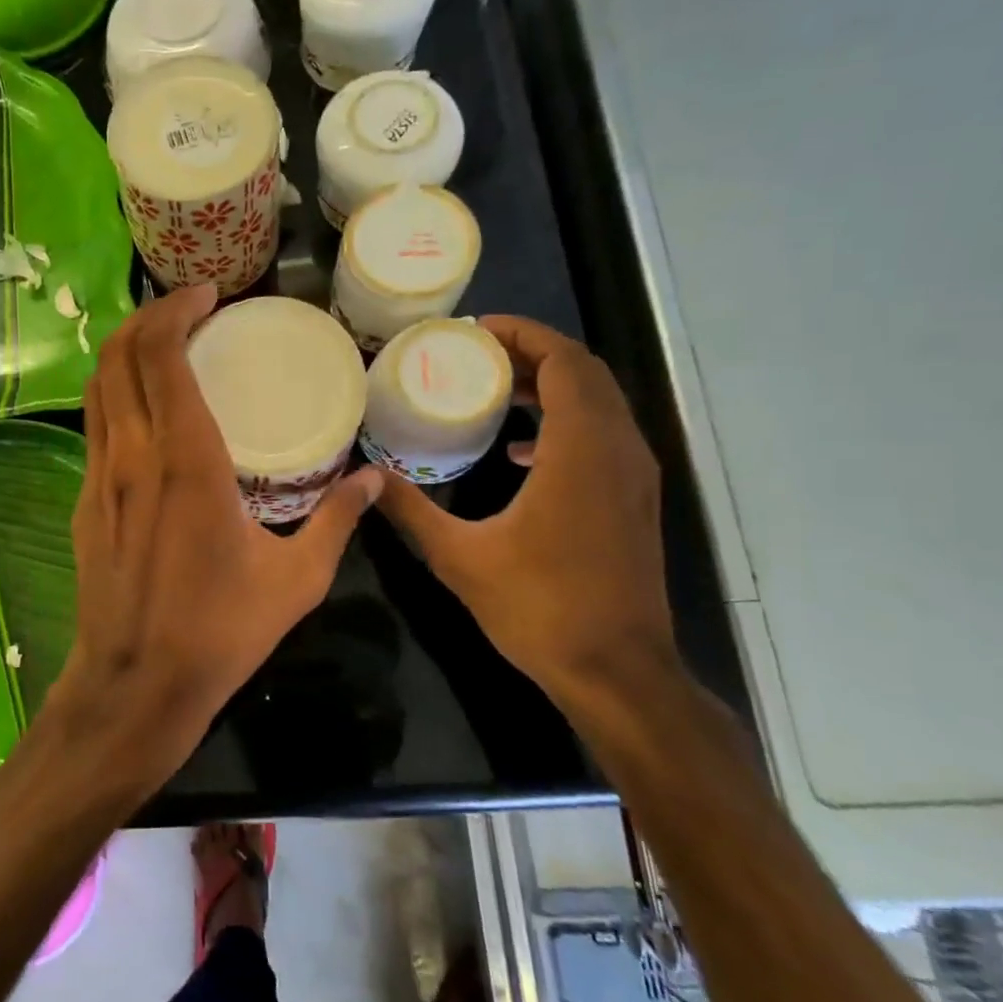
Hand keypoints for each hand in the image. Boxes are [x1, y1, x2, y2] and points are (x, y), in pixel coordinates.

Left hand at [53, 286, 384, 794]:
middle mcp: (133, 454)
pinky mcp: (83, 501)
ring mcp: (99, 476)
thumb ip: (336, 520)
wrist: (134, 684)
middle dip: (148, 315)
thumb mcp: (296, 579)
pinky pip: (95, 424)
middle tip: (189, 308)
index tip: (207, 294)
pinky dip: (116, 393)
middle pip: (118, 355)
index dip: (177, 310)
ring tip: (166, 344)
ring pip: (97, 386)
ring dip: (126, 351)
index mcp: (187, 460)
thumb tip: (374, 480)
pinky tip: (147, 409)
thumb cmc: (219, 632)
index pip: (162, 355)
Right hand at [378, 316, 674, 701]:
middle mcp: (618, 451)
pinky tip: (517, 451)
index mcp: (580, 451)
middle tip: (476, 354)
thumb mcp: (460, 557)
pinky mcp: (633, 501)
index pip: (565, 363)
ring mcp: (633, 477)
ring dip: (550, 386)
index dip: (524, 335)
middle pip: (585, 374)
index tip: (477, 330)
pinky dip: (564, 423)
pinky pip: (602, 436)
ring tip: (493, 389)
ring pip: (598, 404)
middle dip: (533, 354)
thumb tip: (369, 476)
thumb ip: (412, 509)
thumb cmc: (540, 607)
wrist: (617, 671)